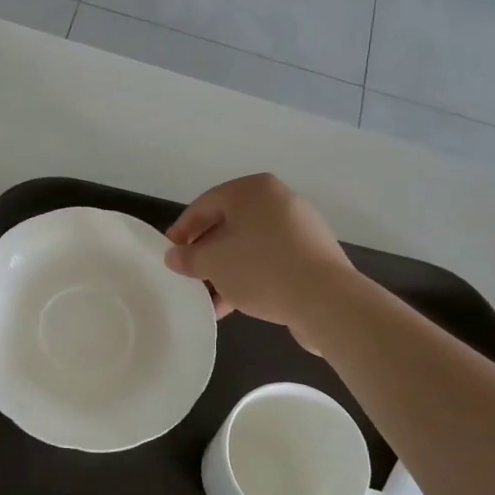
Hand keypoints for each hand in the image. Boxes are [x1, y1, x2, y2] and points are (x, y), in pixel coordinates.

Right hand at [164, 173, 353, 342]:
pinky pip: (271, 260)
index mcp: (253, 190)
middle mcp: (279, 201)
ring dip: (226, 269)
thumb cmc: (260, 268)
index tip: (169, 252)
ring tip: (209, 296)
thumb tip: (174, 256)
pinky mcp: (313, 255)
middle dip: (206, 252)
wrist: (326, 300)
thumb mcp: (213, 263)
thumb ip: (188, 257)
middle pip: (229, 224)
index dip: (182, 229)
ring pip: (250, 245)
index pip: (205, 204)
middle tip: (189, 273)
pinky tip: (234, 304)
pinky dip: (250, 276)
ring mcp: (300, 228)